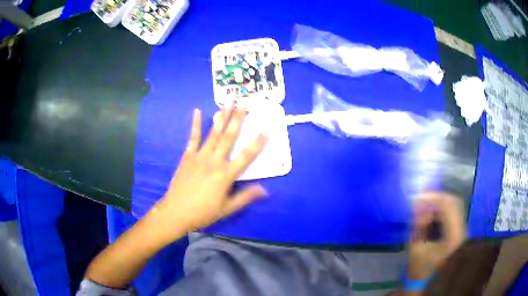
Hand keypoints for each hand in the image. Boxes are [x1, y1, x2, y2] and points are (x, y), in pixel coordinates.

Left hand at [153, 106, 268, 240]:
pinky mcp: (187, 156)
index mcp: (225, 175)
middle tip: (245, 102)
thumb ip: (245, 197)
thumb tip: (265, 190)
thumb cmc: (203, 212)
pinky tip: (197, 111)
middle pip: (229, 137)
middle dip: (238, 118)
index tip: (267, 129)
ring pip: (213, 133)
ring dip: (222, 116)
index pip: (246, 156)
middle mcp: (214, 161)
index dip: (258, 143)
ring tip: (229, 101)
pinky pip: (193, 137)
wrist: (176, 212)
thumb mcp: (227, 209)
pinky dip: (195, 124)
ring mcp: (199, 156)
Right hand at [408, 192, 465, 279]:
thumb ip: (417, 225)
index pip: (448, 206)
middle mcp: (462, 229)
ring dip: (438, 205)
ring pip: (453, 207)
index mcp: (453, 236)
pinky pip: (452, 214)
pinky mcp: (460, 231)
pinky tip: (432, 215)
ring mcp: (463, 230)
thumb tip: (417, 204)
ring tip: (425, 208)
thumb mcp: (416, 249)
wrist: (431, 284)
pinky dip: (441, 211)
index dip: (433, 197)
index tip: (418, 197)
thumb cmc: (422, 270)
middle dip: (436, 199)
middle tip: (422, 199)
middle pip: (453, 203)